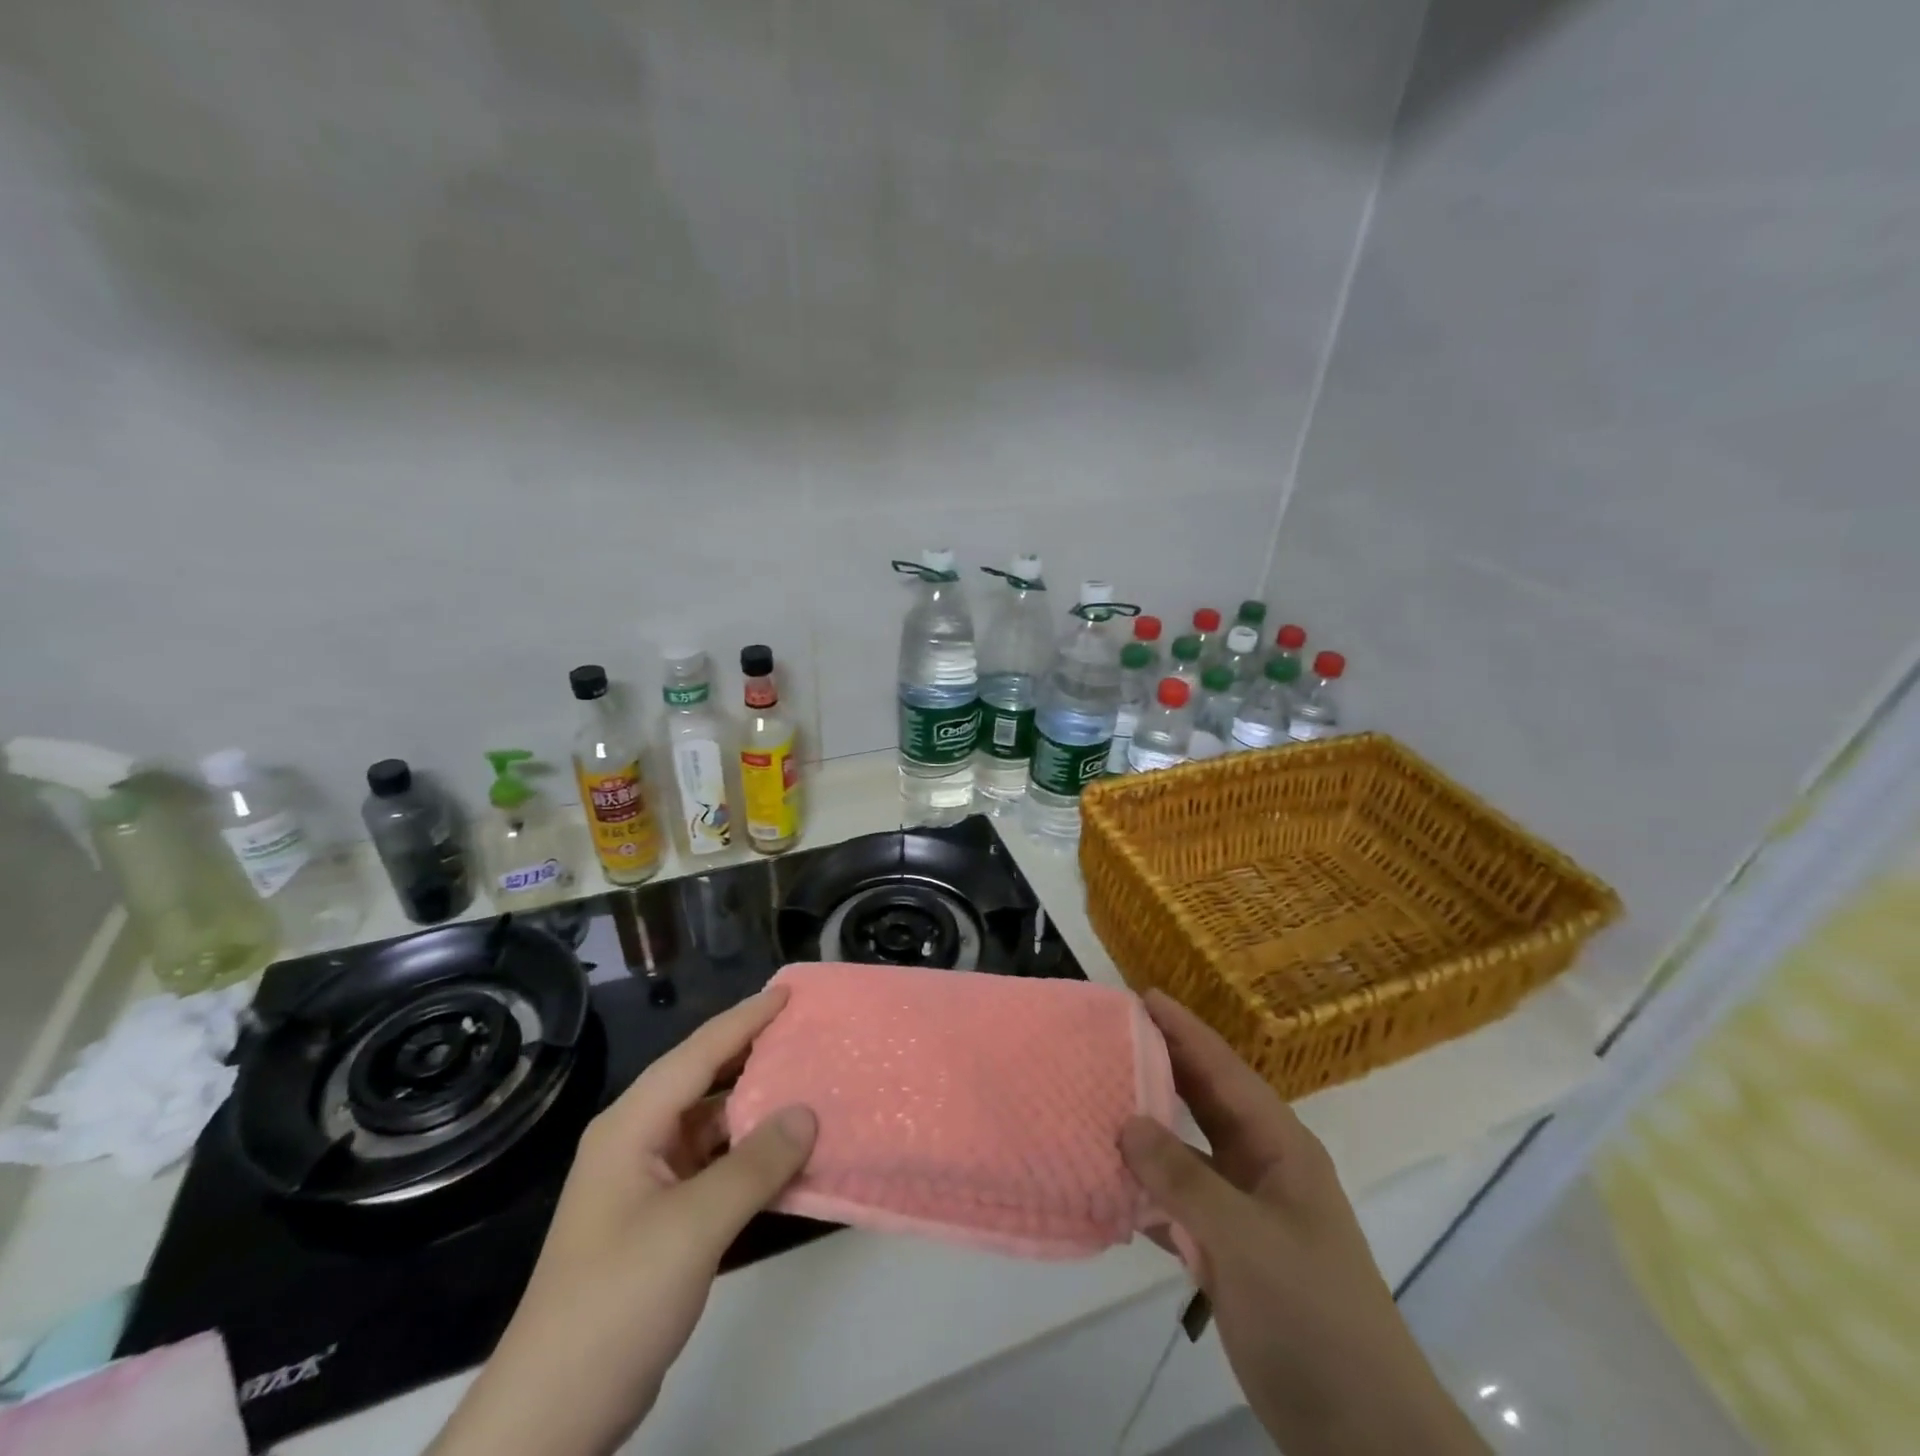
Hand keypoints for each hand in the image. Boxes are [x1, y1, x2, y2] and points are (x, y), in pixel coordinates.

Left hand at [429, 988, 815, 1455]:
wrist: (552, 1414)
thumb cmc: (616, 1299)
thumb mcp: (692, 1226)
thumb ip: (755, 1164)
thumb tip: (809, 1112)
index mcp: (631, 1126)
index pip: (697, 1054)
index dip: (745, 1019)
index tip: (789, 993)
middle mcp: (637, 1142)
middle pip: (703, 1081)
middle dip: (753, 1054)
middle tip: (808, 1031)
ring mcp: (647, 1183)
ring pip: (712, 1125)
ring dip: (757, 1108)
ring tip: (811, 1085)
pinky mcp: (660, 1220)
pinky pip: (715, 1166)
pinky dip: (750, 1155)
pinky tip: (789, 1155)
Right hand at [1120, 992, 1485, 1455]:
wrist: (1359, 1429)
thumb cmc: (1311, 1314)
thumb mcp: (1245, 1238)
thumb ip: (1183, 1178)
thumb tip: (1126, 1122)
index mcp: (1279, 1147)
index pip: (1225, 1071)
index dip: (1185, 1031)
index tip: (1143, 996)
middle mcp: (1261, 1167)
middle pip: (1205, 1102)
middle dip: (1163, 1066)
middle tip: (1111, 1036)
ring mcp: (1244, 1211)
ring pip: (1187, 1152)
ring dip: (1147, 1129)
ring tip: (1097, 1096)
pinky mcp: (1227, 1253)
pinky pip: (1177, 1203)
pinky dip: (1145, 1189)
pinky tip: (1107, 1180)